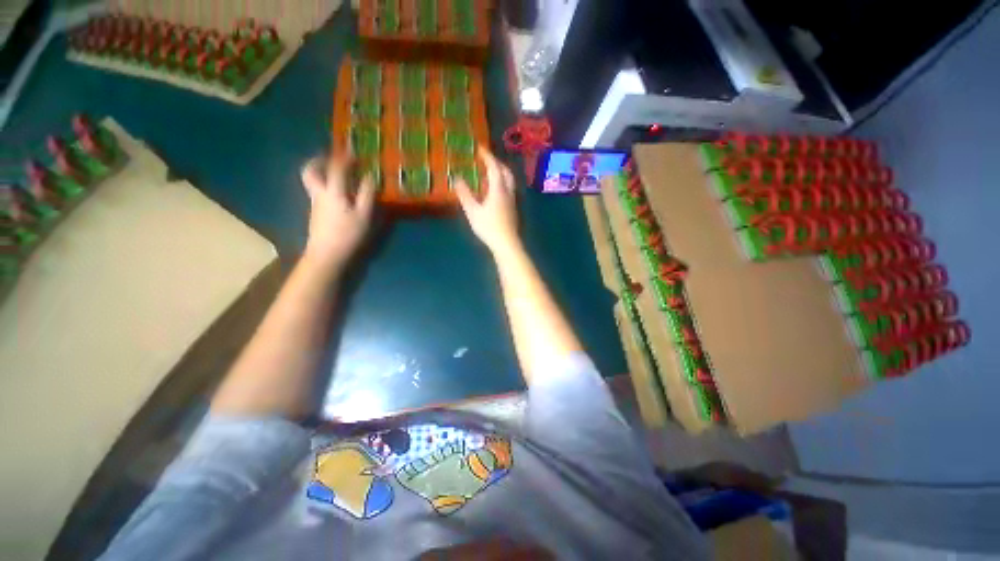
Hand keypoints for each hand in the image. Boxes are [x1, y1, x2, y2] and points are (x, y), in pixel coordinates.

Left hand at [300, 153, 375, 269]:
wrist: (326, 255)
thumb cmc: (348, 234)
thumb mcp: (364, 214)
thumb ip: (367, 194)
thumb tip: (370, 177)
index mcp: (333, 191)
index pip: (337, 167)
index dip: (345, 157)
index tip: (353, 151)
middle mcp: (319, 193)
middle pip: (310, 170)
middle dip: (319, 160)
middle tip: (330, 156)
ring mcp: (314, 204)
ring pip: (311, 181)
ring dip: (320, 171)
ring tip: (334, 172)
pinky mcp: (315, 213)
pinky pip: (316, 191)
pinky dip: (324, 185)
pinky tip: (336, 192)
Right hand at [454, 147, 519, 254]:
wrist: (507, 243)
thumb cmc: (488, 227)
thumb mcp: (472, 211)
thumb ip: (464, 194)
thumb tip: (456, 178)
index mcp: (498, 189)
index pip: (494, 167)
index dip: (487, 156)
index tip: (480, 148)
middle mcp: (508, 192)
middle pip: (506, 172)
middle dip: (497, 163)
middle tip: (487, 160)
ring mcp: (513, 201)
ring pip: (509, 181)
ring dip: (501, 173)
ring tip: (490, 174)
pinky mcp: (514, 209)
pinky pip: (509, 190)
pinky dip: (502, 184)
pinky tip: (495, 192)